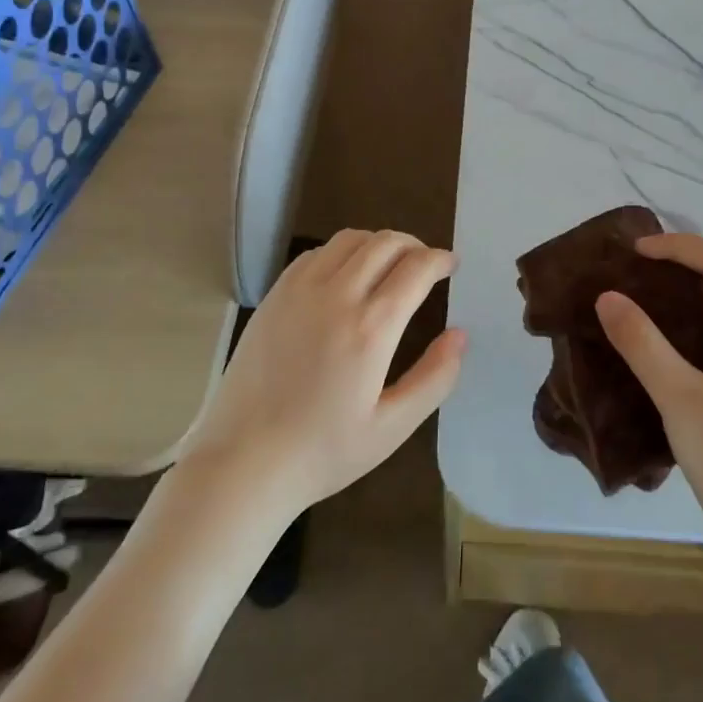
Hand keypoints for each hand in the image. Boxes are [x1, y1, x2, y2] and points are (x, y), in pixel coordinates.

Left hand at [178, 230, 467, 520]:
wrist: (242, 461)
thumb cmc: (323, 452)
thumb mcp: (392, 428)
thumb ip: (434, 378)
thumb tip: (460, 335)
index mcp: (370, 328)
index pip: (415, 268)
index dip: (440, 259)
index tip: (451, 265)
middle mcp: (336, 296)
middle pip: (384, 242)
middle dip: (414, 245)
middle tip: (425, 265)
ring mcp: (299, 291)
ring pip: (349, 239)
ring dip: (378, 243)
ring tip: (389, 266)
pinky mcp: (274, 295)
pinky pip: (316, 254)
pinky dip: (341, 252)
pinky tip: (345, 277)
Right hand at [594, 233, 702, 545]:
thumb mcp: (680, 398)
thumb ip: (642, 344)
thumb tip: (606, 297)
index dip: (679, 247)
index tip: (634, 252)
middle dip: (682, 263)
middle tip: (633, 267)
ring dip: (687, 292)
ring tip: (642, 293)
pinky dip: (693, 321)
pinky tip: (663, 338)